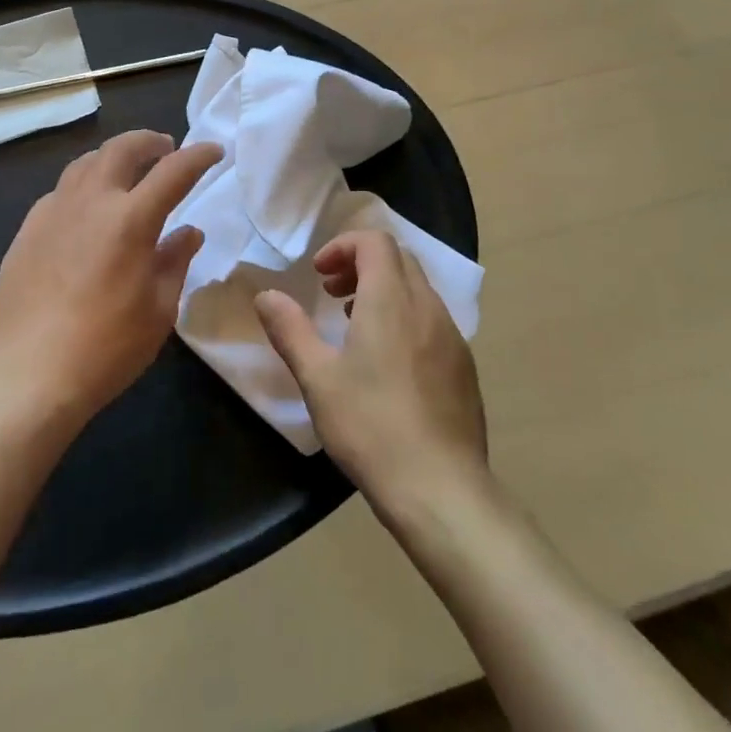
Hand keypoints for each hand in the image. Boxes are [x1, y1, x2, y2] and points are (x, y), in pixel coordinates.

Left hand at [0, 130, 221, 426]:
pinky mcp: (26, 231)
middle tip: (165, 148)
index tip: (213, 151)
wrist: (28, 376)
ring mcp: (53, 213)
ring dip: (112, 158)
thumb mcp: (159, 310)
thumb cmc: (107, 348)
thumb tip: (188, 232)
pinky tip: (85, 211)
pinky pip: (59, 192)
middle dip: (149, 141)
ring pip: (85, 163)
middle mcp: (91, 202)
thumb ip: (175, 261)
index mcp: (131, 219)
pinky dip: (82, 188)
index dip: (198, 156)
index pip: (173, 171)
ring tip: (125, 171)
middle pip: (122, 148)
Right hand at [254, 231, 486, 509]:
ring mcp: (451, 335)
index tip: (318, 274)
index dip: (343, 246)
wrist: (442, 490)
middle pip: (397, 258)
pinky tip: (388, 361)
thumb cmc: (372, 428)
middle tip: (331, 293)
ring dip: (383, 289)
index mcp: (391, 299)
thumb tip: (266, 296)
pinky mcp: (464, 365)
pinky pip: (432, 318)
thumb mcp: (318, 379)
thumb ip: (290, 330)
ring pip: (417, 288)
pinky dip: (405, 316)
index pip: (375, 241)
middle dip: (361, 264)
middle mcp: (426, 306)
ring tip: (354, 323)